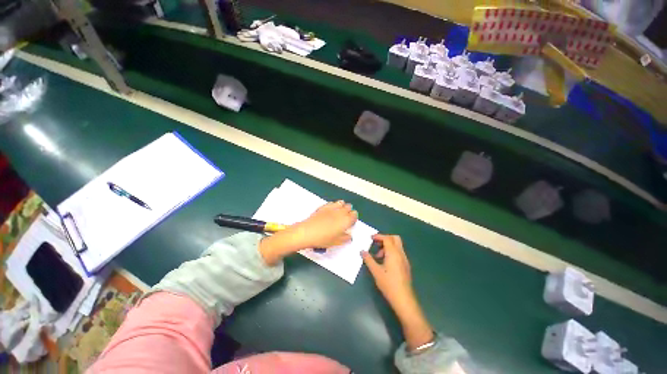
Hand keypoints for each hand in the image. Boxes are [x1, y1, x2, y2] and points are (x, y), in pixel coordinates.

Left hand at [259, 201, 357, 264]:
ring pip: (341, 202)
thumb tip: (349, 236)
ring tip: (339, 212)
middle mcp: (340, 212)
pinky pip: (332, 203)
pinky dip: (334, 205)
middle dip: (349, 211)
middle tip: (345, 218)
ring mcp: (332, 208)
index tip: (350, 223)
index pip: (354, 215)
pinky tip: (331, 210)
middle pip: (349, 207)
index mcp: (345, 221)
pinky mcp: (324, 206)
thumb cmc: (323, 239)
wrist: (307, 232)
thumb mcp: (336, 242)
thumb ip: (345, 238)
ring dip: (342, 206)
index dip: (353, 218)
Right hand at [362, 234, 433, 350]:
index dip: (378, 236)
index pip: (387, 238)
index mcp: (393, 253)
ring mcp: (404, 259)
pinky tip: (385, 262)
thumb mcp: (376, 271)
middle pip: (395, 238)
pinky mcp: (405, 265)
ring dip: (387, 246)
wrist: (404, 299)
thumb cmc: (388, 284)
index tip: (371, 238)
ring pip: (397, 245)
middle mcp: (400, 253)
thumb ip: (368, 260)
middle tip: (376, 244)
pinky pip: (398, 252)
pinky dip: (391, 251)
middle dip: (385, 238)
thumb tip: (362, 251)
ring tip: (378, 256)